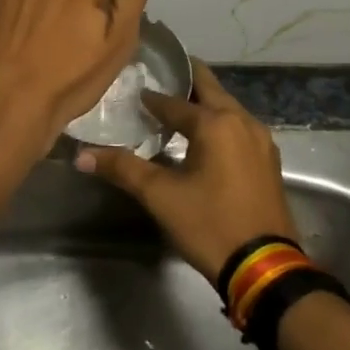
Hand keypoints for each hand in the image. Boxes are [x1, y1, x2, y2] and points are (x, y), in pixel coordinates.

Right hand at [74, 61, 295, 281]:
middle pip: (210, 89)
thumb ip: (123, 169)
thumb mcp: (161, 197)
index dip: (151, 99)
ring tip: (176, 111)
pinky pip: (239, 127)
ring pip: (227, 108)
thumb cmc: (210, 224)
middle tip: (158, 81)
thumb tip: (81, 155)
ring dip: (203, 104)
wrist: (264, 268)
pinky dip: (219, 123)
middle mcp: (242, 121)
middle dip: (185, 82)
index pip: (174, 102)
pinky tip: (204, 140)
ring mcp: (261, 140)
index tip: (132, 94)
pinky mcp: (268, 160)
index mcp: (216, 123)